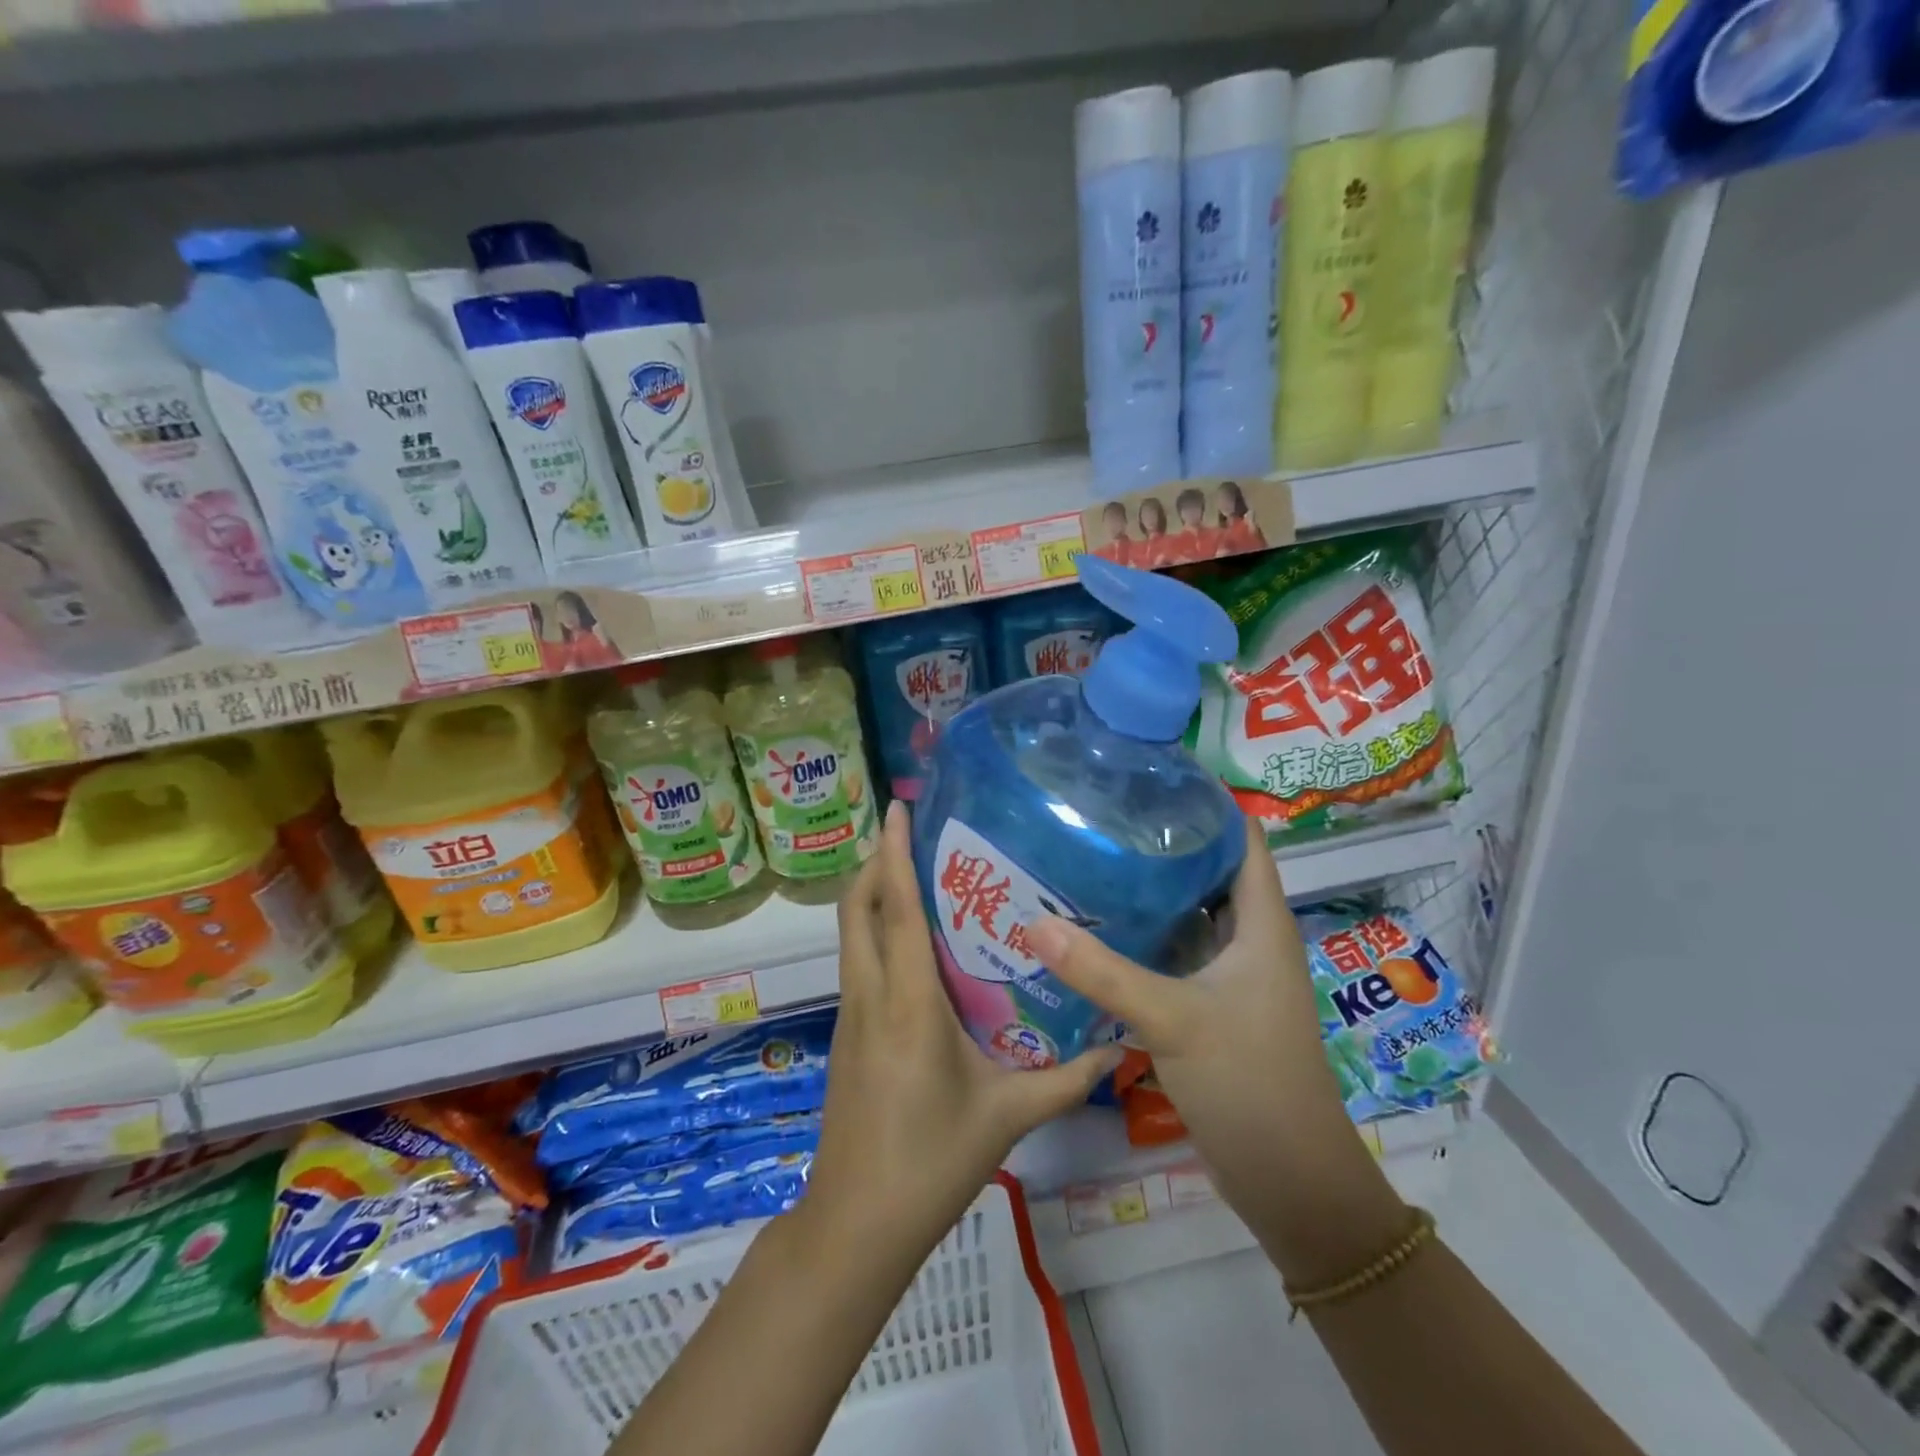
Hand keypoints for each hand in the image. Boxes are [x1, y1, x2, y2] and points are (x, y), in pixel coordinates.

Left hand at [800, 801, 1123, 1266]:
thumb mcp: (1007, 1117)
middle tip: (911, 835)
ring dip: (872, 894)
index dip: (892, 854)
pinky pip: (857, 961)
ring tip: (916, 874)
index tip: (897, 808)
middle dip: (875, 862)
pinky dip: (874, 931)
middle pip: (856, 909)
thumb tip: (1121, 1048)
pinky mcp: (846, 1032)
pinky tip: (912, 944)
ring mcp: (851, 1013)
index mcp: (907, 1003)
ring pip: (851, 934)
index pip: (896, 910)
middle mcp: (870, 994)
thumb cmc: (931, 1161)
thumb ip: (1067, 1080)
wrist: (856, 1223)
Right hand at [1027, 818, 1405, 1283]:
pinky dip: (1142, 937)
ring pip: (1187, 914)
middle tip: (1100, 815)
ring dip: (1148, 891)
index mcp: (1260, 924)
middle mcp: (1248, 940)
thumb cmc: (1249, 1084)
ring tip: (1088, 858)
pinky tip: (1095, 930)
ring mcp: (1230, 975)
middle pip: (1207, 870)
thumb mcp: (1173, 1019)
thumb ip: (1103, 972)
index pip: (1241, 838)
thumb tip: (1033, 921)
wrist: (1289, 1183)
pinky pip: (1173, 954)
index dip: (1205, 802)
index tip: (1147, 776)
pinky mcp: (1209, 1006)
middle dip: (1162, 841)